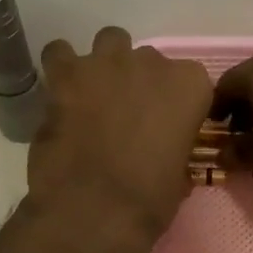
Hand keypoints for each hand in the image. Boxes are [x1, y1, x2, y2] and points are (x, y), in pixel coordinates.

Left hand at [27, 27, 212, 252]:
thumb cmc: (150, 200)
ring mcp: (106, 64)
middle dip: (141, 82)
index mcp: (190, 86)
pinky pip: (60, 53)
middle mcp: (151, 63)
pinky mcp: (65, 75)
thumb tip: (166, 154)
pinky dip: (62, 67)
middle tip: (129, 116)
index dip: (178, 104)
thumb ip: (176, 149)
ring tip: (97, 94)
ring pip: (110, 42)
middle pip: (149, 60)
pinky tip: (62, 90)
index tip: (170, 126)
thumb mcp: (180, 176)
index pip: (192, 81)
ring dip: (107, 64)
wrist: (95, 210)